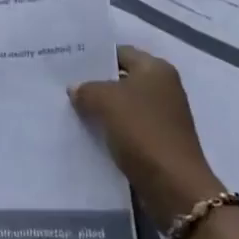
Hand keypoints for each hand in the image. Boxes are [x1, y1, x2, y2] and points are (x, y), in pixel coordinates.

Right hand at [70, 46, 222, 221]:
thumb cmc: (141, 131)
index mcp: (156, 69)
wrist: (173, 186)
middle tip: (64, 86)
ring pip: (123, 106)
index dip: (94, 57)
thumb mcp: (104, 101)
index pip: (119, 52)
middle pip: (121, 79)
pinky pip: (128, 128)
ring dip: (101, 109)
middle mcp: (163, 88)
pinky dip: (110, 130)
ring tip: (70, 110)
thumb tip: (76, 89)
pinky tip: (88, 134)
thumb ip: (86, 89)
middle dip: (95, 84)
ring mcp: (163, 117)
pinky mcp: (159, 142)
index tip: (68, 64)